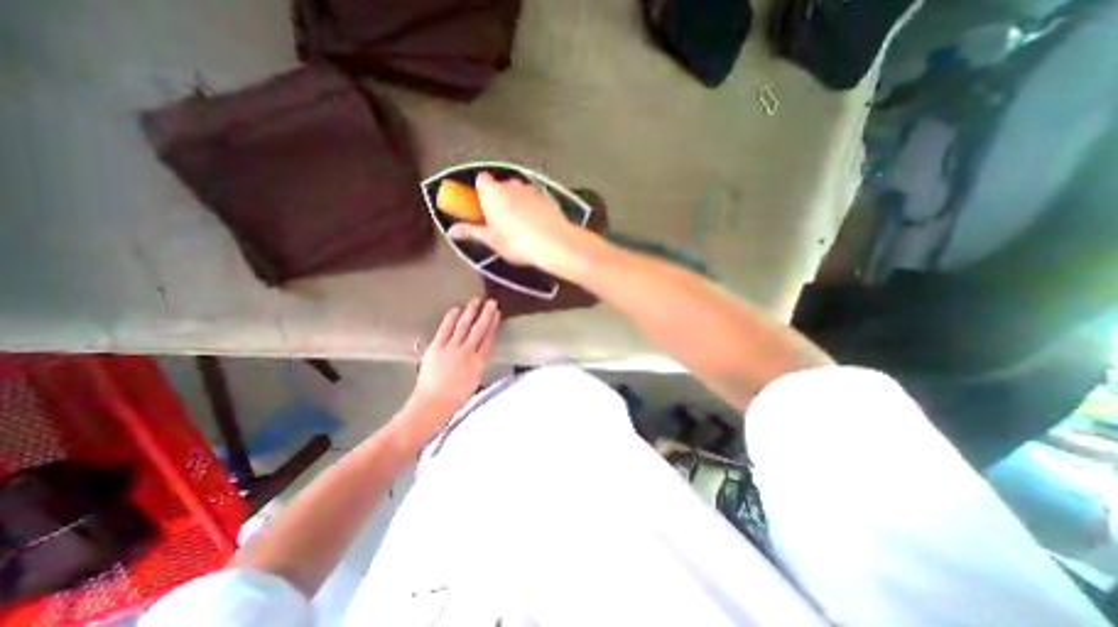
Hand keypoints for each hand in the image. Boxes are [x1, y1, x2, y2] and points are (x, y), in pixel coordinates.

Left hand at [409, 297, 497, 421]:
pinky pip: (445, 329)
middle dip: (486, 315)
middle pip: (479, 330)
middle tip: (491, 302)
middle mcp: (467, 352)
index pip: (488, 340)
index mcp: (478, 362)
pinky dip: (451, 319)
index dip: (493, 326)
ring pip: (464, 326)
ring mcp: (451, 348)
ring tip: (476, 301)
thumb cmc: (454, 398)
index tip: (497, 315)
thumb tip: (480, 354)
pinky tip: (456, 309)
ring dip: (471, 312)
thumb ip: (478, 365)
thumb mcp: (473, 382)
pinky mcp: (436, 347)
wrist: (433, 403)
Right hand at [446, 173, 585, 273]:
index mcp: (493, 193)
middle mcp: (511, 185)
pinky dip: (532, 206)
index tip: (482, 207)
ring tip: (521, 224)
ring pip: (519, 191)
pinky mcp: (547, 197)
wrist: (555, 244)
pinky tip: (536, 224)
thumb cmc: (517, 243)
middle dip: (499, 198)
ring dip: (517, 201)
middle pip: (501, 185)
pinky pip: (534, 198)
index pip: (481, 180)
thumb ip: (471, 232)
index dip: (480, 191)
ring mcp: (531, 189)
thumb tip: (451, 231)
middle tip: (500, 220)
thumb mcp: (491, 240)